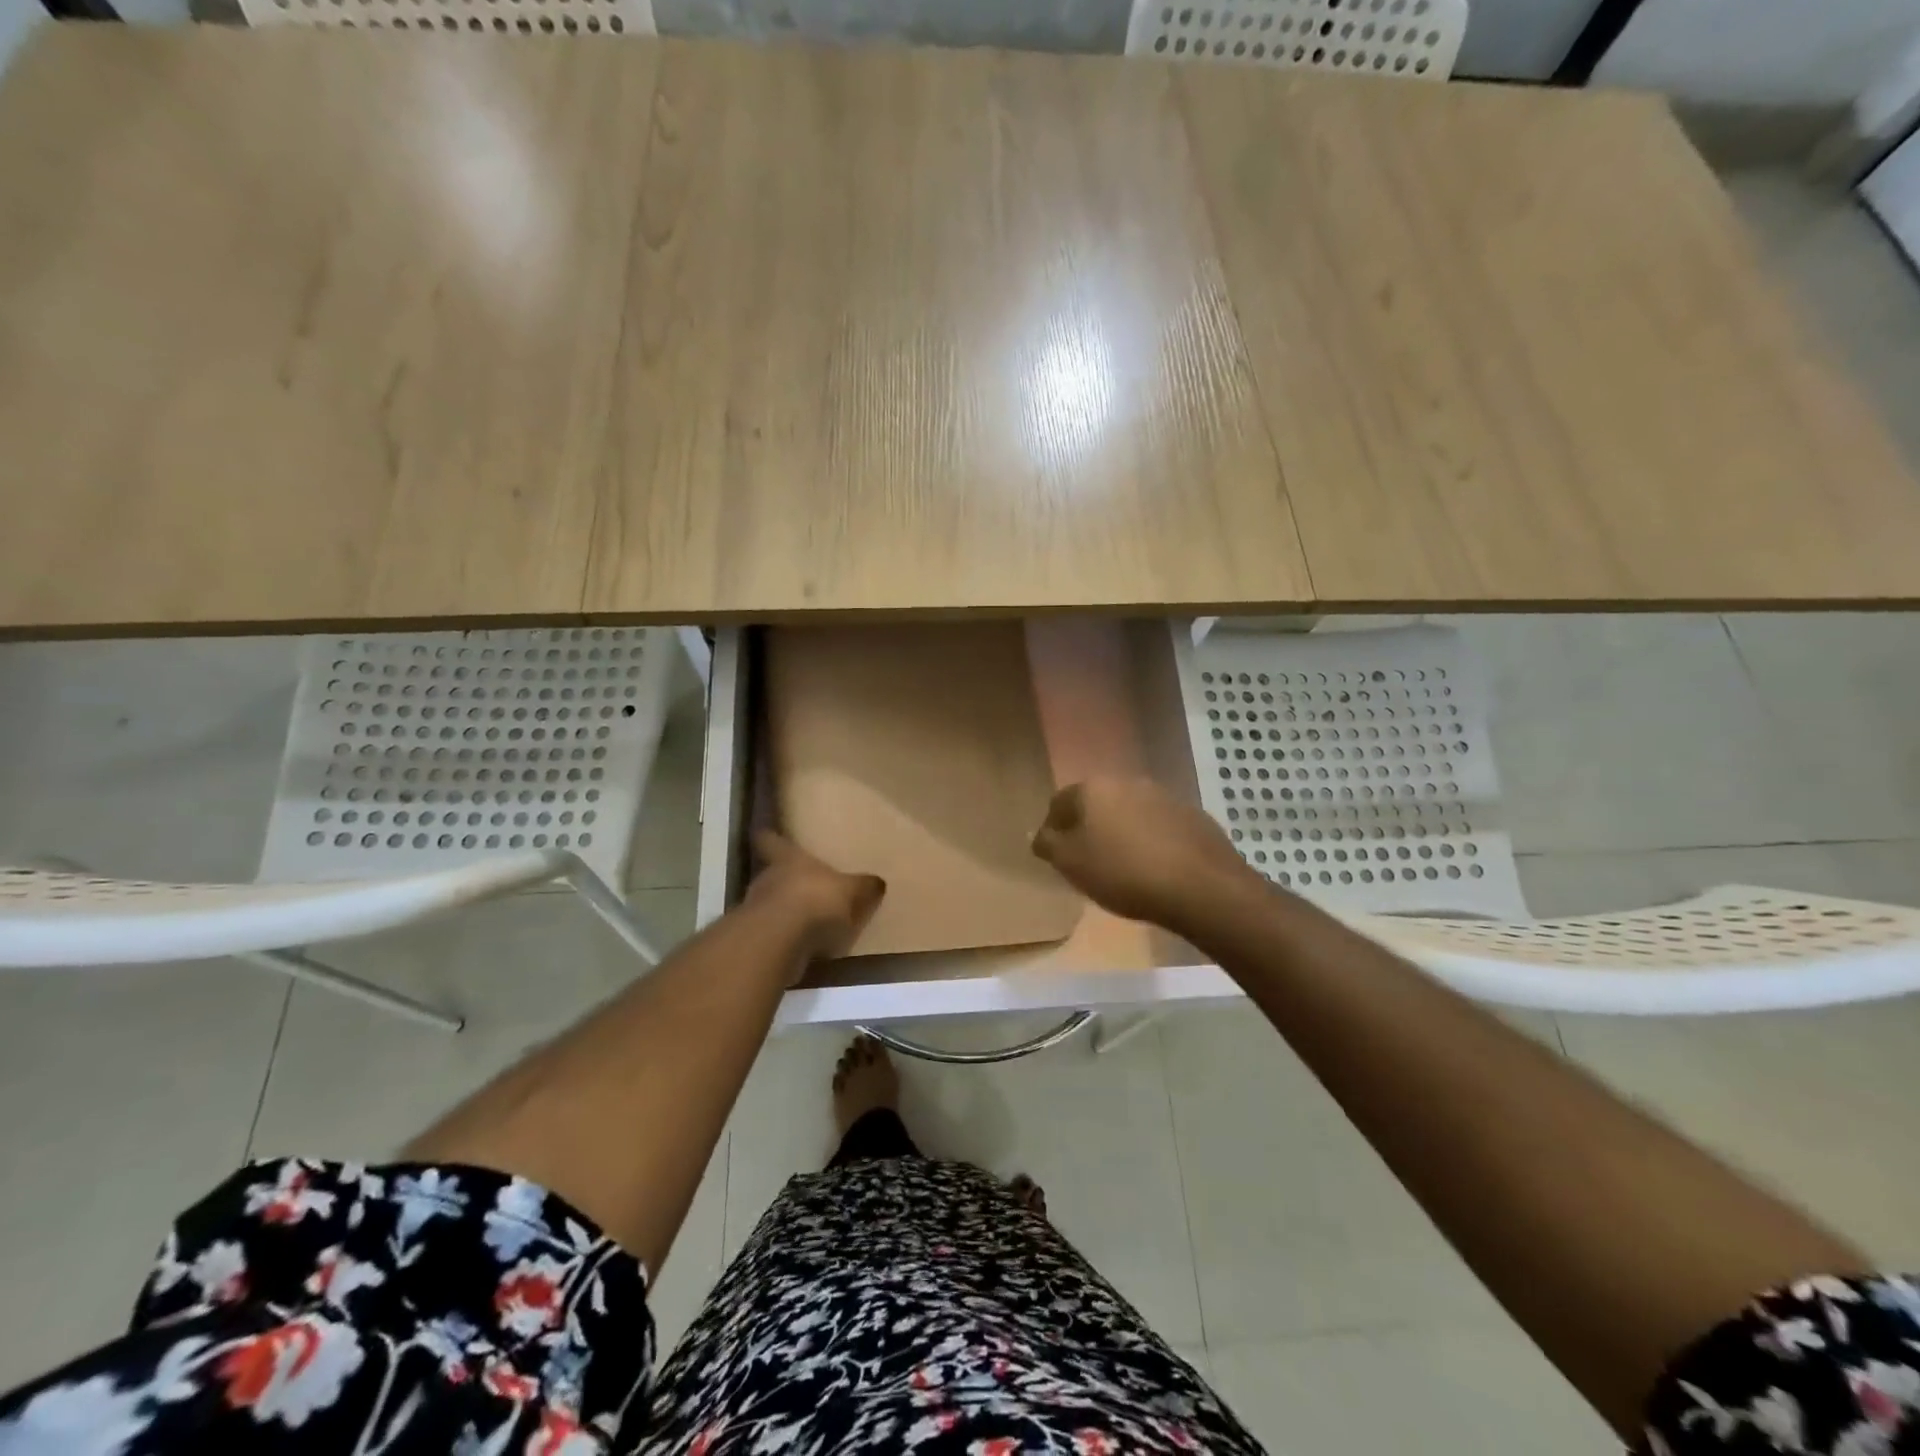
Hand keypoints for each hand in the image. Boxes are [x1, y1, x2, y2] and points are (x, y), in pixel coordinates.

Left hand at [746, 829, 886, 968]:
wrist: (780, 941)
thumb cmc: (816, 900)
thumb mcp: (852, 891)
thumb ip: (863, 886)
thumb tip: (877, 882)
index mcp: (788, 858)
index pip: (770, 840)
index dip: (769, 837)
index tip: (764, 832)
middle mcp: (767, 877)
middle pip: (772, 873)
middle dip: (785, 880)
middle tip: (802, 885)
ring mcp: (755, 909)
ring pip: (769, 903)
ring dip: (783, 910)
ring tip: (805, 920)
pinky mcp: (756, 938)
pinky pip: (772, 932)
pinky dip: (784, 937)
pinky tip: (801, 945)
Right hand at [1030, 777, 1260, 935]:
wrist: (1201, 887)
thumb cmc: (1123, 873)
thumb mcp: (1071, 864)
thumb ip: (1048, 844)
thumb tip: (1039, 833)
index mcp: (1093, 788)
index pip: (1059, 802)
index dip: (1053, 830)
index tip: (1057, 857)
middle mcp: (1128, 781)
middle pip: (1096, 804)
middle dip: (1089, 828)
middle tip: (1087, 861)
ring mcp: (1164, 795)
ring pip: (1129, 812)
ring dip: (1121, 833)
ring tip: (1122, 867)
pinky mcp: (1192, 815)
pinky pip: (1158, 825)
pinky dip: (1150, 841)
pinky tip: (1154, 868)